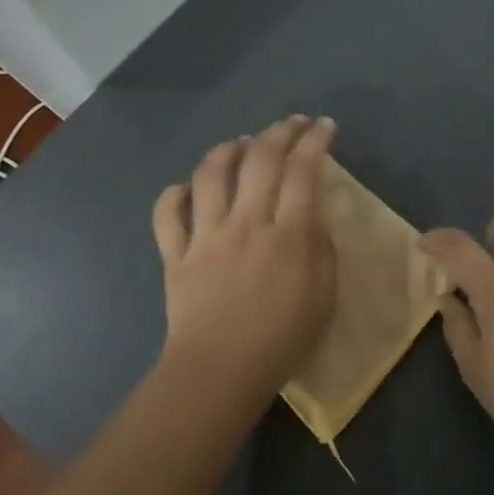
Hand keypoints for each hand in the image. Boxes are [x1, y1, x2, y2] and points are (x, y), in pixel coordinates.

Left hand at [151, 116, 338, 408]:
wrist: (221, 371)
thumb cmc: (283, 339)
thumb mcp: (325, 296)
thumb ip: (322, 249)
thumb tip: (311, 217)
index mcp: (288, 234)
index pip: (303, 170)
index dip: (315, 140)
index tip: (325, 126)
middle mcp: (246, 222)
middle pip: (261, 159)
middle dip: (280, 131)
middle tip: (293, 123)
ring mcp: (207, 235)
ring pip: (211, 173)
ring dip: (228, 150)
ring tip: (242, 144)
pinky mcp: (176, 253)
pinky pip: (168, 213)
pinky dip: (175, 194)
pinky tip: (188, 189)